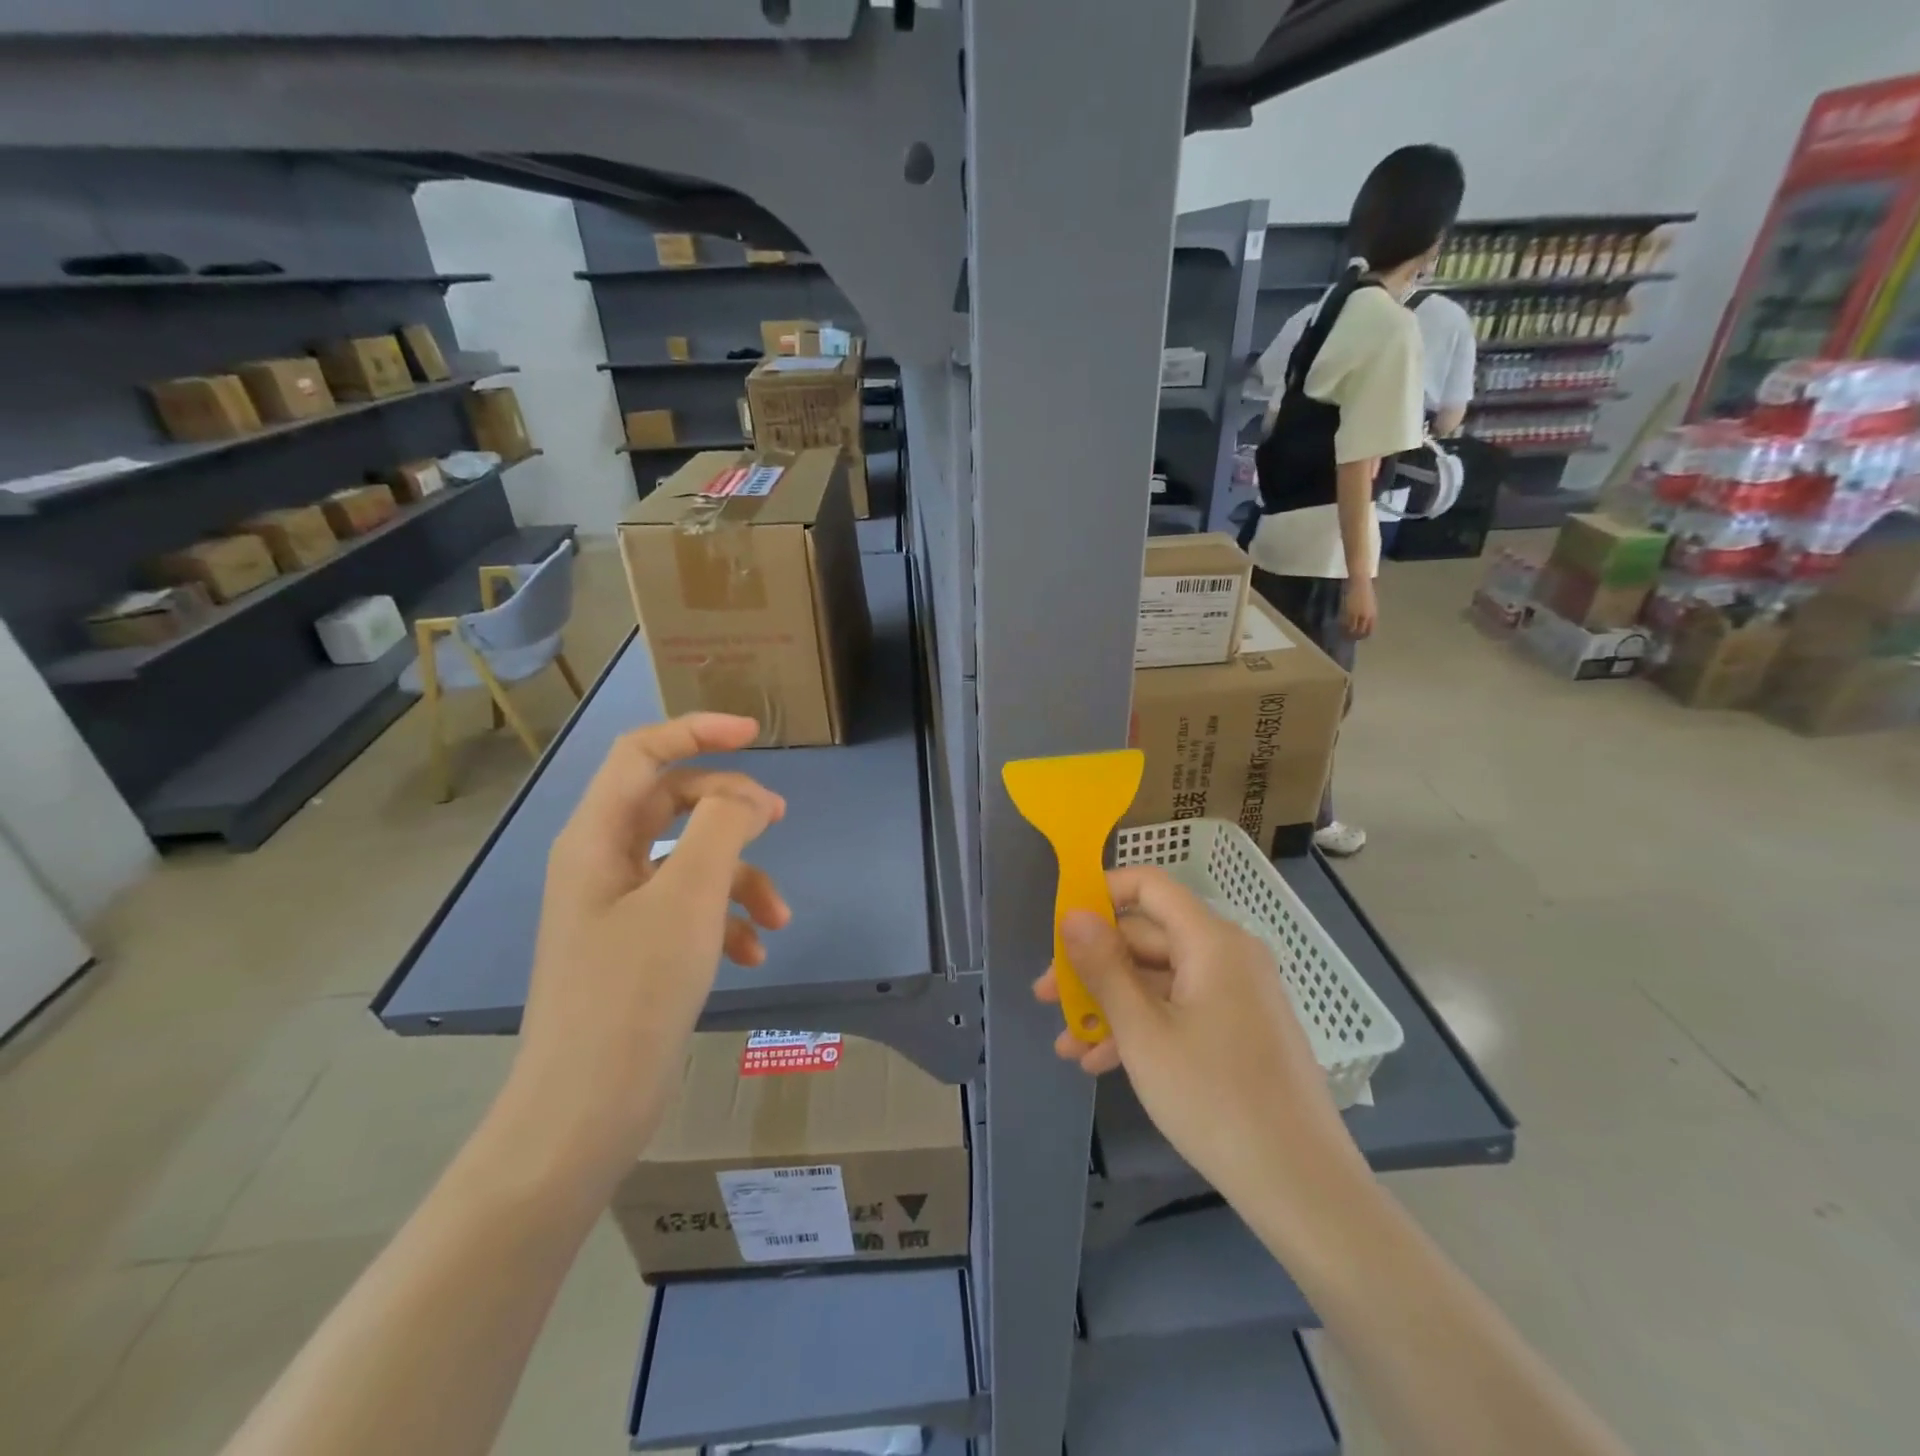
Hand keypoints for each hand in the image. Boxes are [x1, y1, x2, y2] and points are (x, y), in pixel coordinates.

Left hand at [508, 714, 788, 1192]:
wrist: (586, 1109)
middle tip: (780, 820)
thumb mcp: (688, 897)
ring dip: (740, 878)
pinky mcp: (637, 947)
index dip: (697, 731)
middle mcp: (601, 863)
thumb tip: (747, 798)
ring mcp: (618, 908)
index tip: (755, 734)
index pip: (643, 753)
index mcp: (596, 838)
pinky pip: (689, 909)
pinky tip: (753, 953)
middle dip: (731, 809)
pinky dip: (725, 921)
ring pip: (689, 861)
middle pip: (672, 804)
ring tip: (778, 918)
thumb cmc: (633, 991)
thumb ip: (721, 827)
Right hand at [1034, 867, 1367, 1237]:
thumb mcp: (1143, 1032)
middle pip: (1148, 938)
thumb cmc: (1214, 1099)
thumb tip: (1073, 915)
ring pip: (1159, 980)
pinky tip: (1101, 1063)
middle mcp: (1228, 956)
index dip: (1101, 894)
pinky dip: (1142, 1028)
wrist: (1302, 1187)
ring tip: (1066, 1043)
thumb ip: (1103, 968)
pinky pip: (1181, 1010)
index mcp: (1211, 941)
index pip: (1149, 886)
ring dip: (1110, 1006)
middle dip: (1094, 967)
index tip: (1060, 927)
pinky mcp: (1240, 1030)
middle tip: (1047, 998)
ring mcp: (1237, 995)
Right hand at [1342, 576, 1377, 638]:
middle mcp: (1366, 617)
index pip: (1370, 630)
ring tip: (1344, 635)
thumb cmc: (1367, 592)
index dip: (1365, 636)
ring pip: (1352, 629)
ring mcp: (1356, 614)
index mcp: (1373, 615)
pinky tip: (1340, 627)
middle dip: (1356, 636)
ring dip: (1348, 633)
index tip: (1360, 637)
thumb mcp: (1372, 605)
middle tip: (1350, 638)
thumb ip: (1369, 615)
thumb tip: (1365, 624)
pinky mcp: (1348, 611)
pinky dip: (1342, 627)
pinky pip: (1345, 623)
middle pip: (1360, 631)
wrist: (1360, 583)